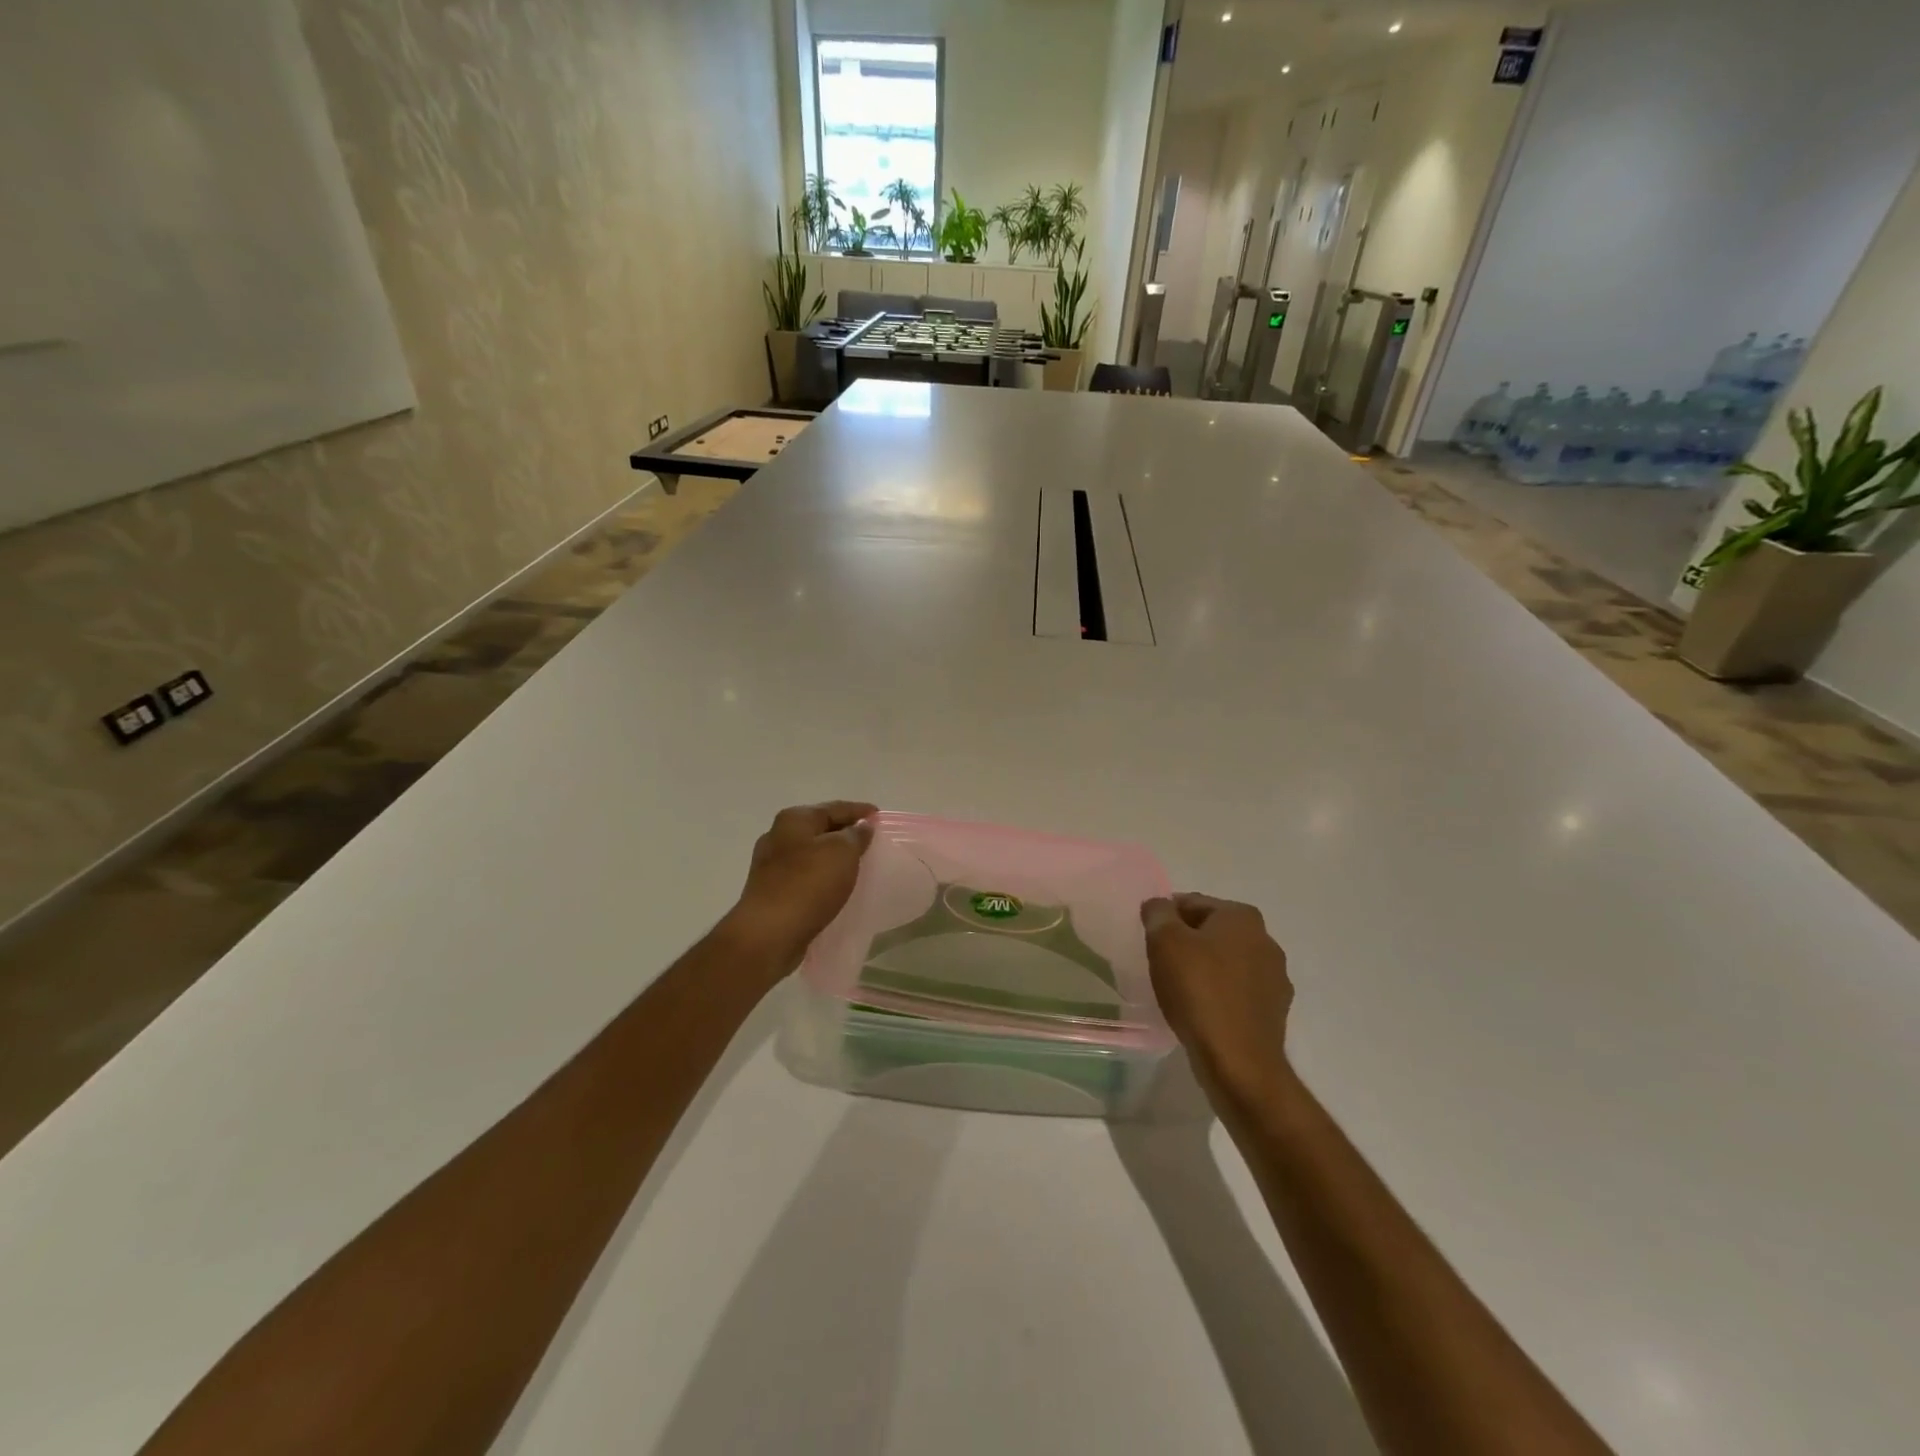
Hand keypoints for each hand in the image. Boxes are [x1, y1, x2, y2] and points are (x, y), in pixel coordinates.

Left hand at [723, 801, 876, 976]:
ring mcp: (771, 866)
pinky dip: (823, 878)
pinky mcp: (772, 892)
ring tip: (859, 865)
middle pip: (820, 829)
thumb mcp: (842, 852)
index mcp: (794, 820)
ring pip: (812, 854)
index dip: (859, 810)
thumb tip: (860, 827)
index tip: (879, 816)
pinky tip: (836, 887)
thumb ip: (855, 835)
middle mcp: (778, 837)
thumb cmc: (808, 885)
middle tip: (872, 841)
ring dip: (834, 857)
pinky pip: (806, 877)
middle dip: (845, 833)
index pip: (833, 807)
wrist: (769, 934)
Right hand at [1142, 894, 1295, 1111]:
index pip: (1193, 903)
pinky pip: (1236, 993)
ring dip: (1204, 969)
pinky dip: (1218, 995)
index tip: (1148, 936)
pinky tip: (1199, 1011)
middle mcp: (1266, 941)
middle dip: (1186, 941)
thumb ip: (1158, 913)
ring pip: (1226, 963)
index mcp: (1242, 917)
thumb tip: (1158, 906)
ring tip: (1176, 989)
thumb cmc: (1199, 991)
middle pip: (1212, 932)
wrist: (1238, 1062)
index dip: (1166, 916)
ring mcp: (1275, 978)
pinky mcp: (1274, 1012)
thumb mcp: (1165, 942)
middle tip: (1159, 961)